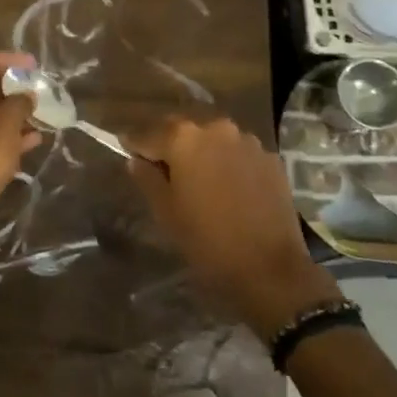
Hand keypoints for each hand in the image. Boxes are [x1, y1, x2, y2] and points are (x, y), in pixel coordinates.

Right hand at [128, 116, 339, 337]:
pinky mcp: (270, 158)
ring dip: (201, 152)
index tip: (126, 151)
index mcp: (183, 138)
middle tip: (161, 167)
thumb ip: (147, 178)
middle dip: (169, 144)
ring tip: (197, 178)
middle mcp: (216, 128)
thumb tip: (137, 161)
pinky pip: (238, 153)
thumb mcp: (166, 212)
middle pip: (182, 130)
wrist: (271, 269)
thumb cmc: (208, 241)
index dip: (134, 145)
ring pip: (213, 139)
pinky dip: (228, 163)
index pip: (147, 134)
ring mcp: (247, 141)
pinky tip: (228, 187)